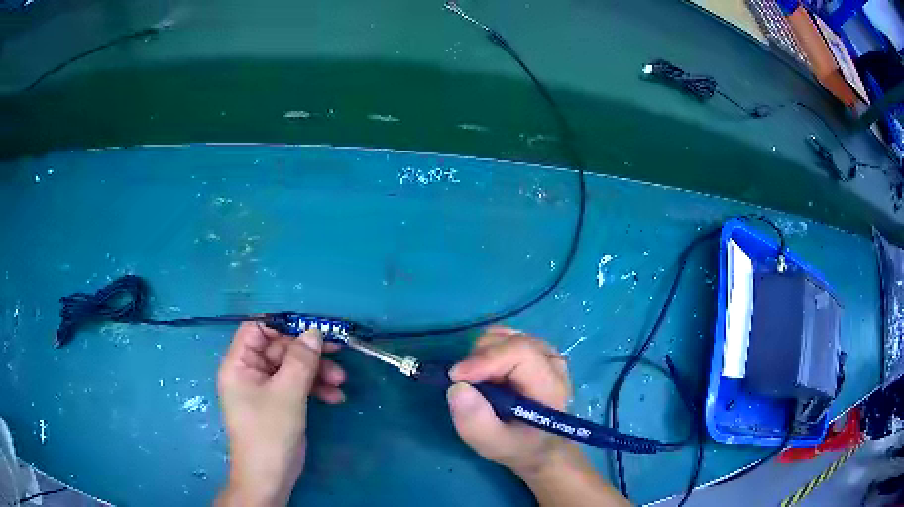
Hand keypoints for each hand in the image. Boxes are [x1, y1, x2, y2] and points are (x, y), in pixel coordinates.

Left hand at [216, 323, 345, 506]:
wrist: (271, 477)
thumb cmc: (270, 432)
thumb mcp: (287, 394)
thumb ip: (301, 360)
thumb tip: (314, 332)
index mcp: (239, 364)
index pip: (256, 329)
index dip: (282, 325)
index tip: (311, 330)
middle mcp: (250, 372)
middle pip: (280, 349)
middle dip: (309, 354)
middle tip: (338, 354)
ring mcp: (265, 389)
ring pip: (293, 368)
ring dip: (317, 372)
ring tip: (340, 382)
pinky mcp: (280, 403)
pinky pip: (297, 386)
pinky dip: (315, 388)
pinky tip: (335, 397)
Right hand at [447, 328, 627, 506]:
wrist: (540, 446)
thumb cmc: (519, 447)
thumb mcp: (493, 445)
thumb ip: (475, 422)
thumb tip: (457, 387)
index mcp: (550, 385)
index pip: (520, 352)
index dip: (485, 359)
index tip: (455, 377)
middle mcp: (552, 360)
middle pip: (509, 341)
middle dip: (477, 360)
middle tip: (465, 387)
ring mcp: (545, 351)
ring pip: (503, 336)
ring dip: (480, 357)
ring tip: (479, 385)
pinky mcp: (533, 349)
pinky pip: (503, 338)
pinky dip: (486, 353)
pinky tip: (488, 376)